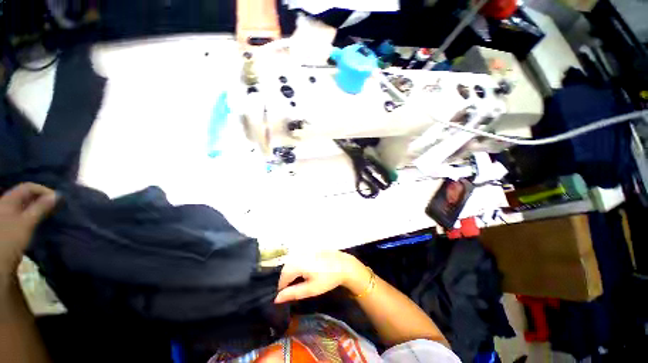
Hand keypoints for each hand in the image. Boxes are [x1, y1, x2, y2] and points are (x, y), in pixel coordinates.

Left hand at [0, 183, 57, 276]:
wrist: (0, 261)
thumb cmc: (11, 238)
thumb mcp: (27, 222)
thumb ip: (41, 207)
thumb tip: (58, 195)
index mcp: (9, 199)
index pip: (28, 187)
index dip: (43, 190)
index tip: (57, 199)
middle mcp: (7, 204)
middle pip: (26, 196)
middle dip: (42, 199)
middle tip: (56, 206)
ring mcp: (8, 215)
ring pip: (26, 205)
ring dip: (39, 207)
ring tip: (50, 213)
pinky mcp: (12, 224)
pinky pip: (25, 214)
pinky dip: (34, 214)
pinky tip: (40, 220)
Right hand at [275, 250, 365, 303]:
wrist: (344, 265)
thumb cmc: (328, 279)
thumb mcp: (311, 289)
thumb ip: (293, 293)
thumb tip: (276, 298)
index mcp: (298, 263)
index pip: (283, 276)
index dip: (282, 287)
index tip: (285, 295)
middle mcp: (300, 254)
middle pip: (287, 267)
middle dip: (286, 278)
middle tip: (291, 289)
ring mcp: (306, 249)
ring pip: (292, 261)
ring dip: (292, 271)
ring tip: (298, 281)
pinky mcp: (311, 248)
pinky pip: (299, 256)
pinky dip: (298, 264)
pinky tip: (305, 271)